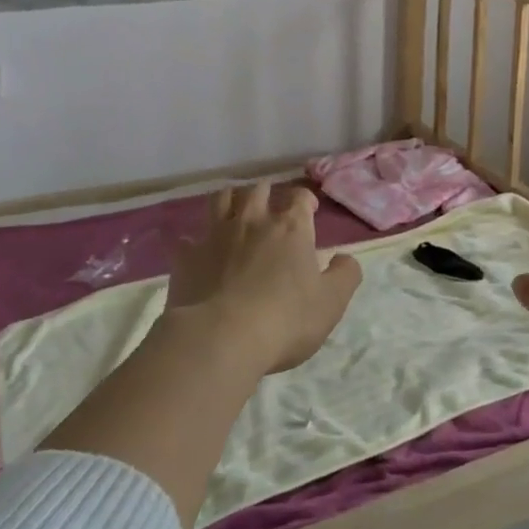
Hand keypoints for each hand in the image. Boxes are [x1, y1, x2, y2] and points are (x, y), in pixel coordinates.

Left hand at [165, 181, 362, 373]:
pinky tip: (193, 250)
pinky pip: (184, 239)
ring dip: (231, 200)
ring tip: (235, 212)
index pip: (300, 197)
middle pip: (259, 190)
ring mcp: (216, 236)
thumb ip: (345, 275)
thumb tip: (344, 258)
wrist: (221, 338)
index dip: (306, 201)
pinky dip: (190, 241)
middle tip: (271, 208)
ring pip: (221, 199)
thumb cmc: (286, 320)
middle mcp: (253, 221)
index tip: (309, 211)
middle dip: (267, 193)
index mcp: (291, 228)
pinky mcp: (187, 257)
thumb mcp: (332, 303)